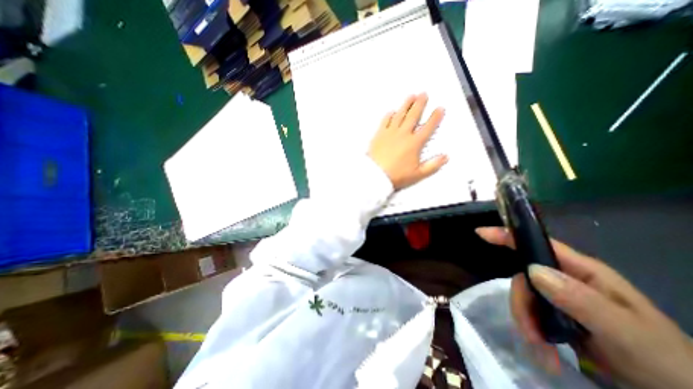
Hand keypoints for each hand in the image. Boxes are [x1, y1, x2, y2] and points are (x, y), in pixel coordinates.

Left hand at [368, 95, 448, 190]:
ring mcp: (390, 133)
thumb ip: (432, 165)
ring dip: (406, 104)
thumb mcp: (418, 174)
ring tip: (411, 96)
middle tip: (424, 94)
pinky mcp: (379, 135)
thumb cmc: (396, 175)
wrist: (375, 175)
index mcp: (414, 143)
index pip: (428, 127)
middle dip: (420, 104)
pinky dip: (389, 115)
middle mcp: (403, 135)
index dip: (435, 117)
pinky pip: (385, 121)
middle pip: (413, 116)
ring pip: (400, 115)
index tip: (439, 109)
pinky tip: (392, 111)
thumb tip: (445, 157)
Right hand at [481, 227, 692, 387]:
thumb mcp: (627, 332)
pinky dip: (531, 332)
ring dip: (526, 323)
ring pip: (524, 298)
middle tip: (531, 337)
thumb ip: (580, 300)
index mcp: (583, 271)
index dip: (508, 235)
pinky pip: (530, 314)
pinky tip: (545, 354)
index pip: (538, 244)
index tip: (480, 233)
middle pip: (524, 278)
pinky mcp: (556, 315)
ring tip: (543, 354)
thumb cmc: (667, 363)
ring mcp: (559, 298)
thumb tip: (531, 270)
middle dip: (521, 305)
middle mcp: (566, 279)